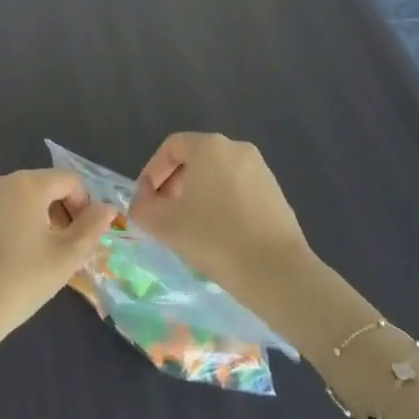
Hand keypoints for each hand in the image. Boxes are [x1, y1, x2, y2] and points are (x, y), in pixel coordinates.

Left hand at [0, 169, 116, 365]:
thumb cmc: (17, 281)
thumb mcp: (64, 258)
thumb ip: (91, 228)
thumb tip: (108, 208)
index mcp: (27, 184)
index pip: (70, 181)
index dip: (86, 207)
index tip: (86, 241)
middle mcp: (3, 181)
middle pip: (48, 188)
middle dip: (65, 216)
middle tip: (69, 255)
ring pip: (27, 202)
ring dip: (45, 224)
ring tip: (46, 262)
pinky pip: (7, 213)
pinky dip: (22, 229)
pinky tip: (21, 263)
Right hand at [129, 133, 311, 296]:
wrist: (276, 272)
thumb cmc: (214, 238)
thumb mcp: (165, 225)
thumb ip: (143, 208)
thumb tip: (142, 203)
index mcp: (209, 146)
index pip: (171, 147)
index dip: (152, 172)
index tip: (146, 202)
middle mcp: (237, 148)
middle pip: (195, 159)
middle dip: (174, 185)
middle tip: (164, 215)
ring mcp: (261, 170)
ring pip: (217, 175)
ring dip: (198, 196)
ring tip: (190, 228)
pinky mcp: (276, 193)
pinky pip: (238, 190)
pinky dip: (222, 205)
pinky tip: (218, 236)